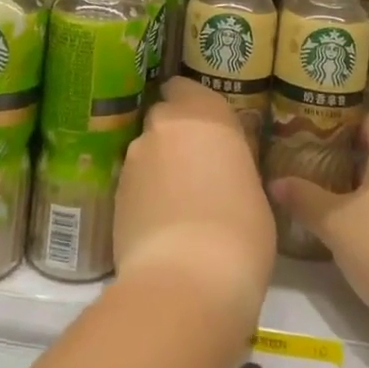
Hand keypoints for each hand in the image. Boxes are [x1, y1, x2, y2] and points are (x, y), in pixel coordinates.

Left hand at [114, 78, 275, 331]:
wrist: (187, 280)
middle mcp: (164, 124)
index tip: (204, 128)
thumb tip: (222, 167)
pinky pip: (133, 183)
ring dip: (158, 167)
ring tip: (178, 205)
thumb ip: (232, 163)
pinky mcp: (114, 193)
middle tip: (195, 168)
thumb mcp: (254, 189)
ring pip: (146, 151)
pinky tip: (161, 225)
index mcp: (204, 113)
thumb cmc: (241, 230)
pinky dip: (144, 195)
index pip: (184, 87)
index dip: (191, 105)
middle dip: (174, 136)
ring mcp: (134, 158)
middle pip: (163, 118)